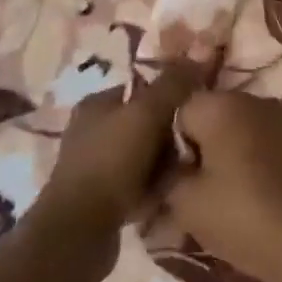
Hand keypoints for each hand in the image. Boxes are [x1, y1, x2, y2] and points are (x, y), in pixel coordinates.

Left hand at [31, 66, 196, 240]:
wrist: (80, 229)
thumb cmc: (112, 162)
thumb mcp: (147, 113)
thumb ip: (174, 83)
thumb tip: (200, 51)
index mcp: (97, 104)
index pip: (144, 87)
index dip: (175, 94)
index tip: (201, 107)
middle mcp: (93, 130)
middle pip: (148, 122)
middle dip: (174, 132)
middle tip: (200, 141)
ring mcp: (96, 165)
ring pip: (147, 153)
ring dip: (169, 161)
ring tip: (191, 170)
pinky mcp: (103, 196)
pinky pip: (142, 182)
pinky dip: (157, 185)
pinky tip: (174, 192)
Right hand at [156, 90, 281, 281]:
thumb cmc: (242, 215)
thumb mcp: (185, 202)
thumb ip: (165, 177)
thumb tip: (162, 170)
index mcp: (222, 104)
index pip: (174, 112)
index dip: (162, 145)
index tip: (159, 179)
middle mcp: (252, 102)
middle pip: (205, 121)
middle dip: (190, 153)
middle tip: (177, 194)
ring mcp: (278, 122)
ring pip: (230, 136)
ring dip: (215, 163)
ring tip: (204, 203)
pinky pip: (253, 148)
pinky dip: (240, 168)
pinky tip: (235, 201)